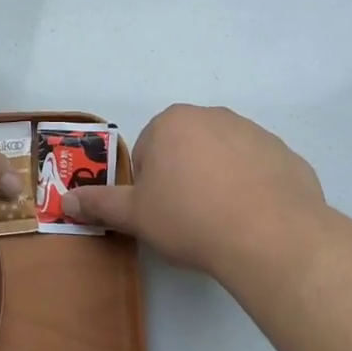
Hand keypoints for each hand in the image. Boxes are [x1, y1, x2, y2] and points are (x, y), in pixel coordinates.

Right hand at [63, 105, 325, 280]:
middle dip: (183, 178)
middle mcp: (212, 116)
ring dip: (218, 181)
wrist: (269, 235)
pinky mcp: (285, 154)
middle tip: (188, 218)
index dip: (149, 186)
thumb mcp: (136, 215)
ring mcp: (254, 132)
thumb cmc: (190, 218)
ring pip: (223, 158)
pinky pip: (259, 171)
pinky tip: (254, 220)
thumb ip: (100, 204)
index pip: (147, 151)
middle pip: (186, 149)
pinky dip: (253, 189)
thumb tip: (66, 201)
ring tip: (223, 222)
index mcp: (172, 122)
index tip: (161, 212)